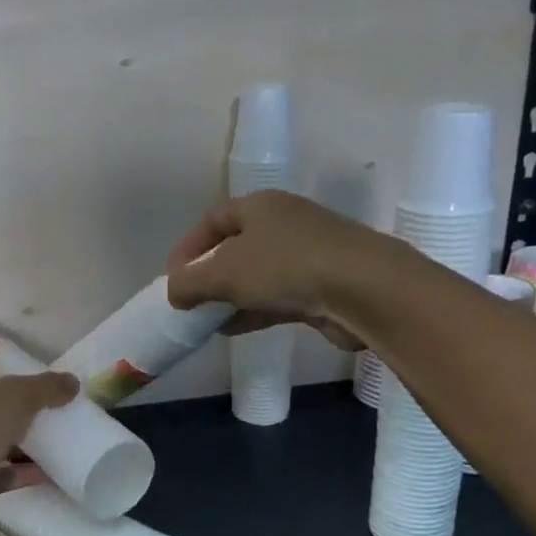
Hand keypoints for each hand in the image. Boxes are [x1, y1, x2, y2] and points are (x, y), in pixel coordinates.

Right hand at [164, 190, 368, 349]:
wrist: (363, 290)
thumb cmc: (286, 267)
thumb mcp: (224, 273)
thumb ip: (190, 283)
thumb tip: (173, 293)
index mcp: (260, 206)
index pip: (213, 220)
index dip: (188, 247)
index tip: (171, 278)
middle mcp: (284, 224)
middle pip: (235, 247)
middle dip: (209, 275)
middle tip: (189, 301)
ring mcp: (306, 255)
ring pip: (256, 275)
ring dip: (230, 297)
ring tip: (206, 321)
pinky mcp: (321, 286)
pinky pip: (276, 297)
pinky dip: (252, 311)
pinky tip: (233, 329)